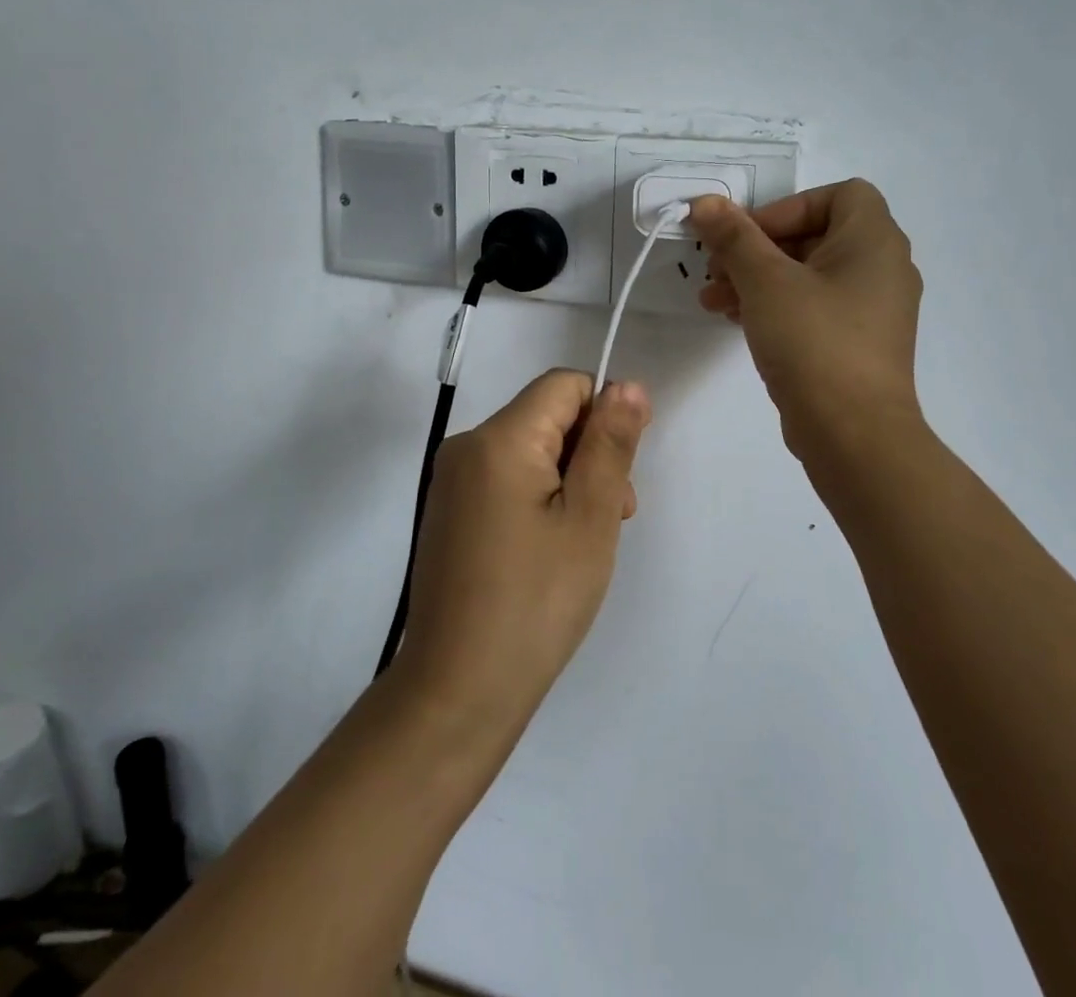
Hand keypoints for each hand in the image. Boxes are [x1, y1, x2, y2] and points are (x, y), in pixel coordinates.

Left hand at [396, 371, 651, 731]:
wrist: (458, 691)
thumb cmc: (537, 601)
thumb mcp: (590, 517)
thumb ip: (610, 443)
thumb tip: (625, 385)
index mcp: (498, 438)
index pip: (564, 385)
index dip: (605, 413)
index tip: (623, 470)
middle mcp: (466, 447)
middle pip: (546, 416)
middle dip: (588, 452)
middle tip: (610, 517)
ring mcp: (452, 482)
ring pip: (530, 450)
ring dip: (568, 480)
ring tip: (583, 542)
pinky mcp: (450, 513)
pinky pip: (507, 479)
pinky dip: (539, 499)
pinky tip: (549, 551)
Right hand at [692, 180, 922, 464]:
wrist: (853, 434)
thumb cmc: (814, 341)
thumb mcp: (766, 281)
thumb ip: (734, 237)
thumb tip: (705, 202)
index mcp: (874, 240)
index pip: (837, 195)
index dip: (787, 207)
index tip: (748, 235)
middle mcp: (881, 268)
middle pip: (814, 236)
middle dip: (757, 249)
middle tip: (715, 267)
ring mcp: (871, 310)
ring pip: (807, 275)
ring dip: (757, 280)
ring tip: (711, 300)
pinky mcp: (856, 344)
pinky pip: (813, 308)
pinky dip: (776, 307)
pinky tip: (735, 320)